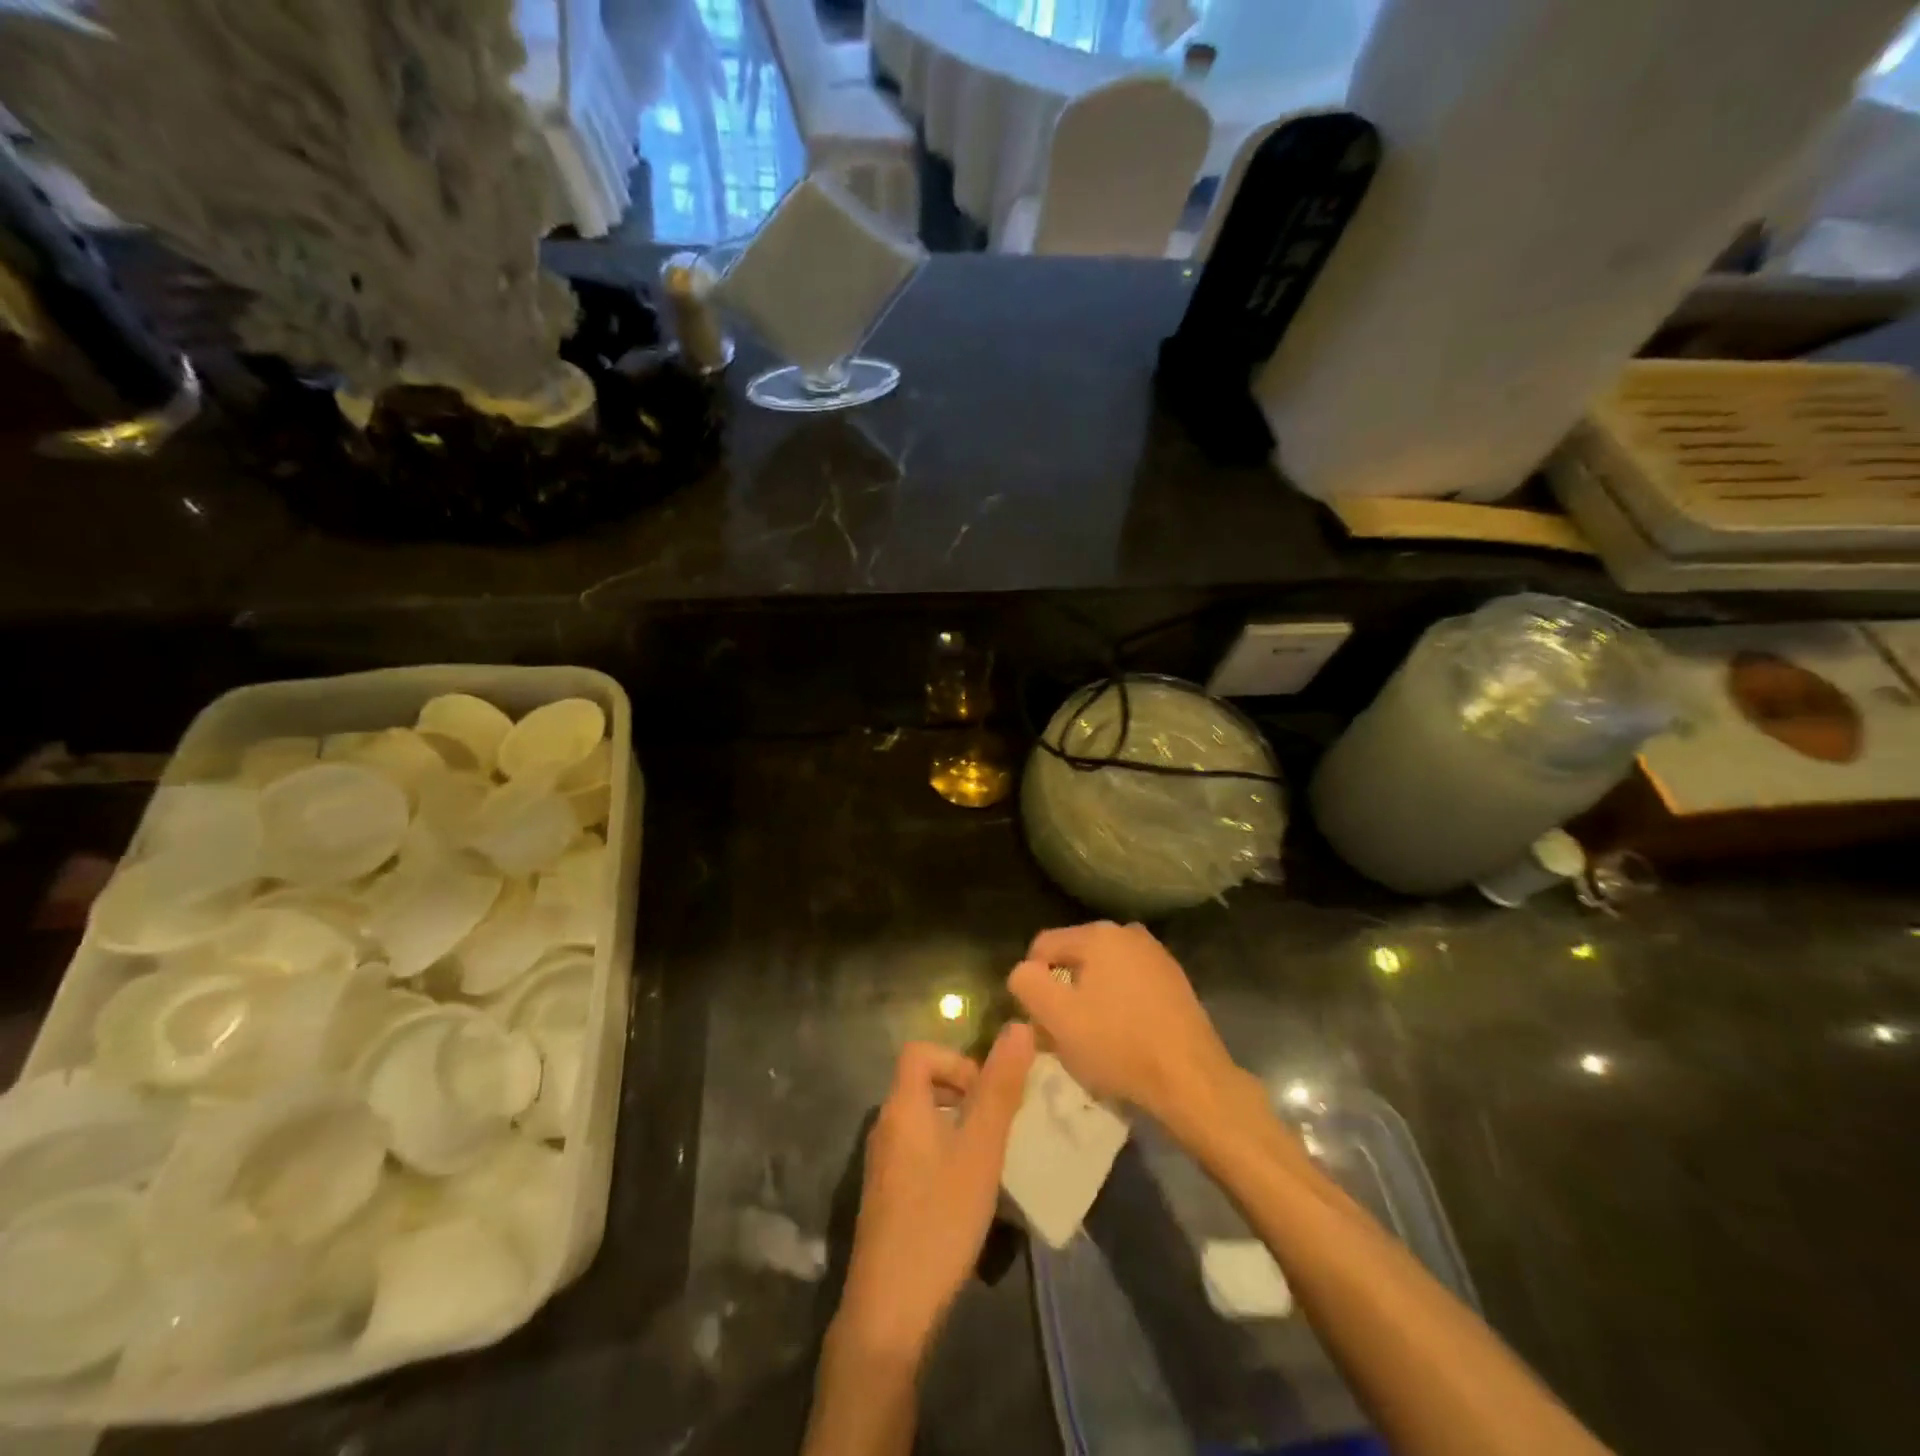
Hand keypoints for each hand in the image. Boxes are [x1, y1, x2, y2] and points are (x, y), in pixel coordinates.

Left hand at [835, 1024, 1036, 1361]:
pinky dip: (945, 1156)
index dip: (956, 1059)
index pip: (920, 1051)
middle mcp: (885, 1126)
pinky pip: (918, 1153)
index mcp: (902, 1106)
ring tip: (991, 1160)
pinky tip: (968, 1195)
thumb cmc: (939, 1218)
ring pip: (924, 1122)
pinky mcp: (886, 1197)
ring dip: (958, 1127)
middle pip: (923, 1084)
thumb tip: (1019, 1026)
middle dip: (965, 1094)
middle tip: (998, 1127)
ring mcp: (882, 1165)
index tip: (986, 1093)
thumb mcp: (980, 1150)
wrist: (889, 1312)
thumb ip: (1000, 1088)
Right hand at [1008, 921, 1238, 1130]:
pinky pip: (1129, 985)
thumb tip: (1024, 972)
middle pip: (1073, 958)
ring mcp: (1156, 956)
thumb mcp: (1057, 1017)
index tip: (1040, 1021)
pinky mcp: (1174, 981)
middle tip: (1063, 1034)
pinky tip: (1123, 1038)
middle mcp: (1128, 933)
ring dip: (1090, 1000)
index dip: (1032, 984)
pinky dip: (1118, 1006)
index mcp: (1098, 934)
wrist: (1192, 1081)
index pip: (1042, 947)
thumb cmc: (1118, 1046)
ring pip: (1102, 973)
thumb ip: (1026, 983)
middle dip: (1062, 992)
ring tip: (1093, 1040)